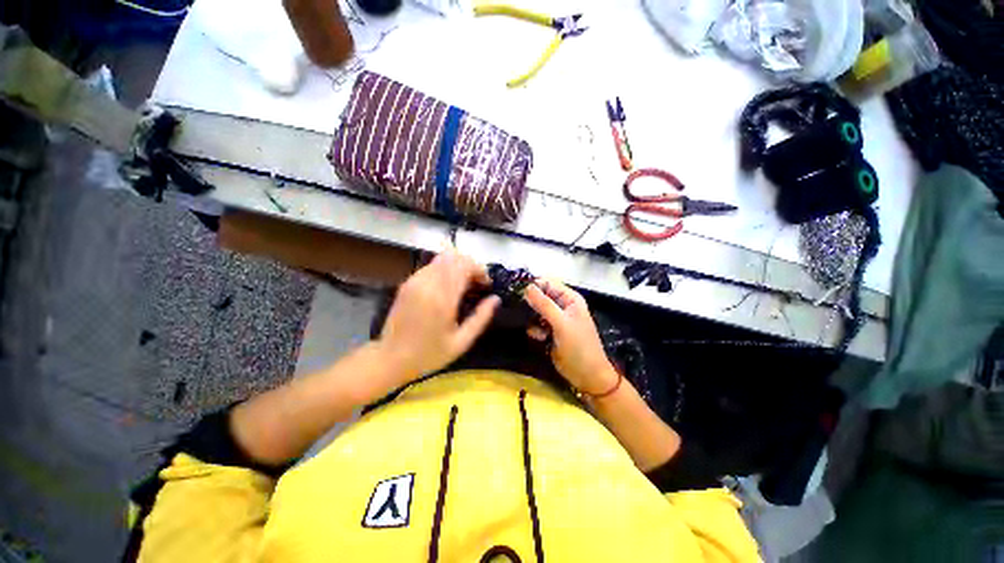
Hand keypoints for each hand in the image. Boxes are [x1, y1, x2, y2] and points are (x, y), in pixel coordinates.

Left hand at [375, 249, 499, 384]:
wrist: (390, 359)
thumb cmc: (429, 354)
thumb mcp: (461, 342)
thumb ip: (481, 318)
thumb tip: (496, 299)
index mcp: (442, 298)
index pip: (465, 266)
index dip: (480, 270)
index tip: (486, 285)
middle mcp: (427, 283)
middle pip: (454, 257)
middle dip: (470, 265)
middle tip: (476, 284)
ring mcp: (414, 281)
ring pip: (441, 258)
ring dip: (457, 266)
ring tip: (463, 286)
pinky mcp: (407, 283)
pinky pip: (431, 266)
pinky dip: (444, 271)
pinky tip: (447, 289)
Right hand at [524, 279, 617, 394]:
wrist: (587, 376)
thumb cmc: (579, 347)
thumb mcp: (562, 324)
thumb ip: (544, 305)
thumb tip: (527, 287)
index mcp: (570, 298)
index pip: (548, 283)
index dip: (534, 287)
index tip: (520, 295)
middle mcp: (562, 305)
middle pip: (540, 296)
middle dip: (532, 305)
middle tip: (524, 313)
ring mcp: (556, 319)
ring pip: (536, 311)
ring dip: (533, 319)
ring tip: (538, 330)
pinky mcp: (550, 331)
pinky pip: (536, 324)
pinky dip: (535, 329)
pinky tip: (540, 338)